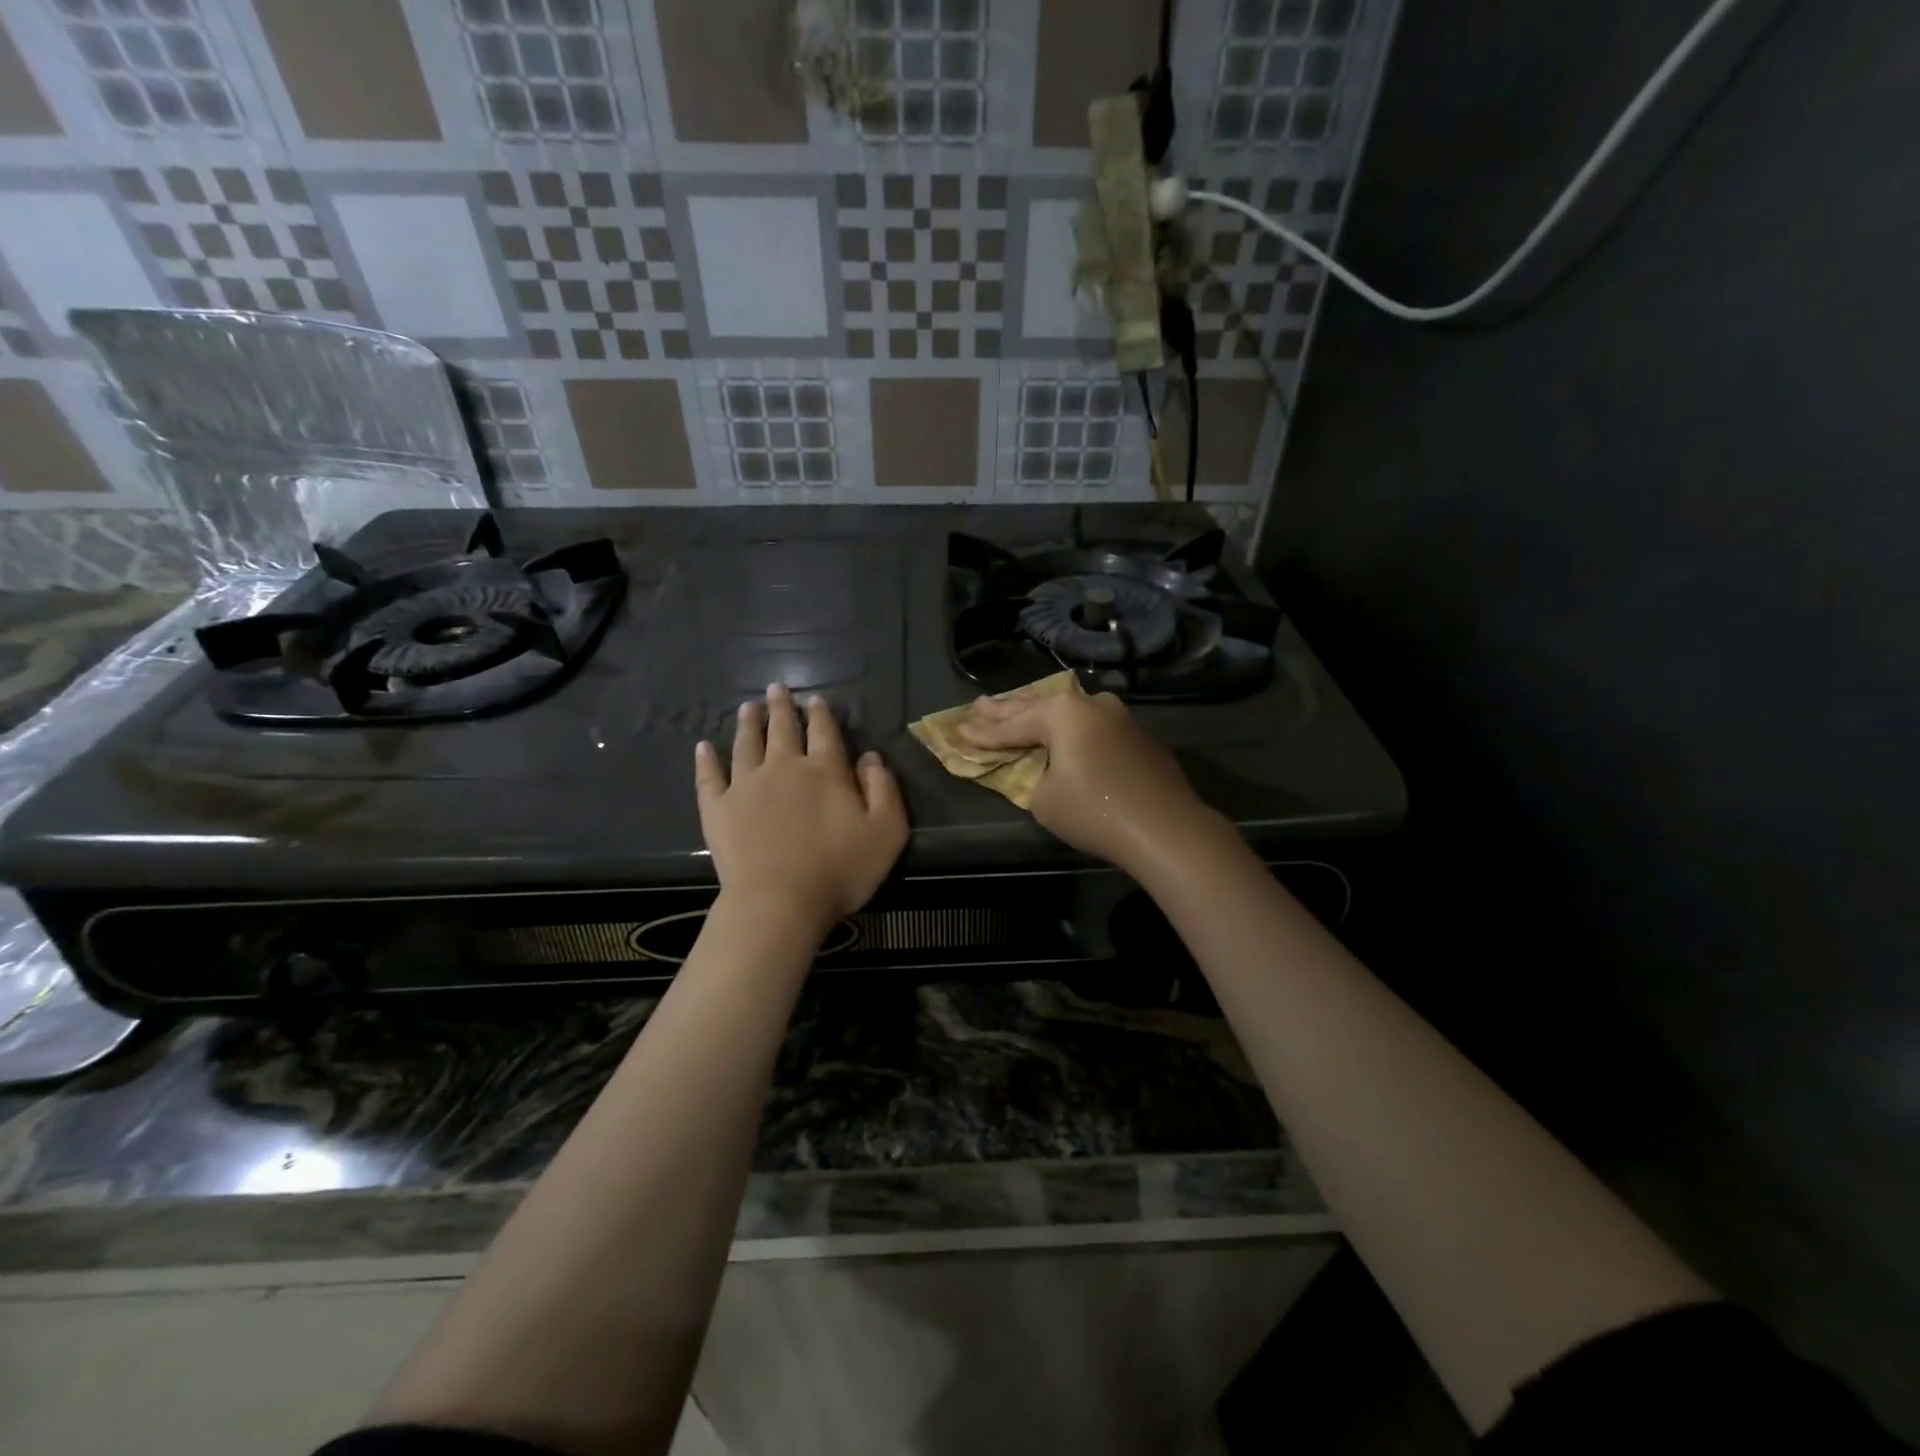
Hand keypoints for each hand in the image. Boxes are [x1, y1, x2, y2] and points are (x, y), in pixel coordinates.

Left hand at [694, 684, 907, 937]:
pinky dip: (706, 760)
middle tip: (775, 688)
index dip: (821, 714)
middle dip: (781, 708)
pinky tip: (703, 747)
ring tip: (747, 708)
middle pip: (782, 730)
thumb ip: (884, 790)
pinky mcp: (718, 808)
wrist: (779, 901)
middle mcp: (784, 767)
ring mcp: (746, 785)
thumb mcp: (886, 832)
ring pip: (746, 745)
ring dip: (748, 724)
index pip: (824, 732)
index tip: (815, 699)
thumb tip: (871, 758)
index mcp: (825, 771)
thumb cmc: (840, 869)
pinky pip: (709, 777)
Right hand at [959, 688, 1225, 875]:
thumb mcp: (1043, 798)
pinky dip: (1070, 729)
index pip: (1012, 725)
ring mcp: (1119, 717)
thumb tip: (1040, 769)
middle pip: (1038, 706)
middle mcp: (1091, 704)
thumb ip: (1030, 776)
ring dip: (1040, 713)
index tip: (958, 731)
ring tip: (1014, 708)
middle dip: (1006, 709)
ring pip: (1069, 711)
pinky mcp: (1138, 737)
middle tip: (979, 705)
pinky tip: (1063, 729)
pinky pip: (1092, 726)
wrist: (1165, 828)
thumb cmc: (1094, 811)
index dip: (983, 733)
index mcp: (1062, 713)